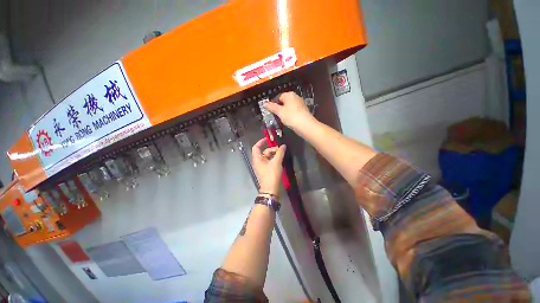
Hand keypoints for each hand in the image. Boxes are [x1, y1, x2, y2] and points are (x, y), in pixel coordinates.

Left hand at [251, 138, 286, 195]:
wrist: (271, 189)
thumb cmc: (271, 174)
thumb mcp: (276, 162)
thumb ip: (280, 152)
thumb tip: (283, 146)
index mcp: (257, 158)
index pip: (256, 147)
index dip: (261, 142)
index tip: (268, 139)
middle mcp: (259, 161)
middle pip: (264, 151)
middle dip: (272, 149)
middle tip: (281, 150)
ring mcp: (263, 166)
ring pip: (268, 156)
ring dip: (275, 154)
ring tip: (282, 154)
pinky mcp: (267, 170)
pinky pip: (270, 161)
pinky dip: (275, 159)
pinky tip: (281, 159)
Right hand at [264, 92, 314, 130]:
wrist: (306, 125)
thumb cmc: (291, 117)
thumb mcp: (279, 112)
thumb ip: (271, 107)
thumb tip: (264, 103)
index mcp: (289, 95)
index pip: (278, 97)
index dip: (273, 103)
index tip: (269, 110)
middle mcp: (295, 97)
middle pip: (283, 101)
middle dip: (278, 108)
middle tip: (274, 115)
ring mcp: (300, 103)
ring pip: (288, 106)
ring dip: (284, 111)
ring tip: (280, 118)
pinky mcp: (303, 110)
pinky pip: (293, 110)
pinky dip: (289, 114)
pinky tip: (288, 120)